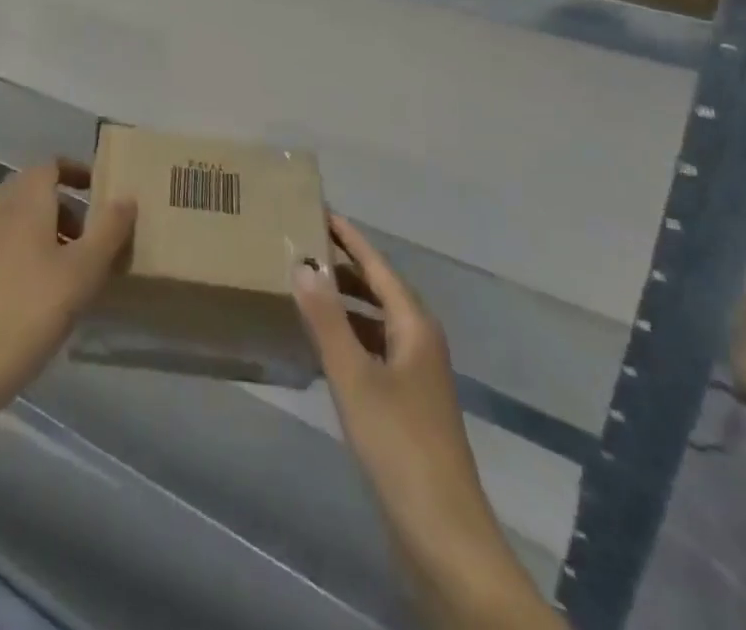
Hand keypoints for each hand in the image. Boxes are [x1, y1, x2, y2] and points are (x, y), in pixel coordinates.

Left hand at [0, 159, 135, 424]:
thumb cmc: (32, 307)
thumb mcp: (84, 269)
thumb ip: (109, 230)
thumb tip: (127, 196)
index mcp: (27, 201)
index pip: (49, 165)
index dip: (75, 170)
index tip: (100, 188)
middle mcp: (3, 213)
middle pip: (34, 189)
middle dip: (65, 202)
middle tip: (93, 227)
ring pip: (23, 219)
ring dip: (52, 229)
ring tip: (81, 263)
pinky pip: (13, 245)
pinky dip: (36, 252)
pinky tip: (56, 290)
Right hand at [294, 215, 478, 541]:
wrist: (444, 537)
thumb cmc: (400, 447)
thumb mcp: (354, 378)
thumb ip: (327, 319)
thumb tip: (302, 262)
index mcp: (414, 325)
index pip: (377, 265)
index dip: (348, 237)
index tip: (318, 209)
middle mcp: (418, 341)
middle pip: (378, 289)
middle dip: (343, 265)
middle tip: (301, 244)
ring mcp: (415, 375)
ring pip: (375, 321)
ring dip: (343, 302)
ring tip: (302, 286)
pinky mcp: (406, 405)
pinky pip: (372, 350)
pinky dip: (347, 337)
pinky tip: (319, 345)